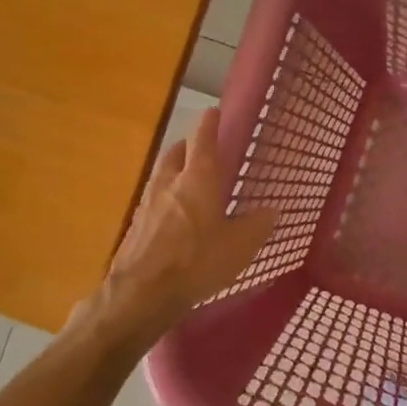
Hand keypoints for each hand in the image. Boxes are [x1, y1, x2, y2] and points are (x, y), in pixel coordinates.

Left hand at [87, 108, 276, 342]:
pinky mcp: (135, 227)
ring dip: (174, 171)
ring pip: (162, 176)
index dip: (209, 124)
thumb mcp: (239, 246)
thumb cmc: (197, 261)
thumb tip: (271, 210)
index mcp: (198, 179)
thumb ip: (256, 225)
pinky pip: (153, 201)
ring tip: (187, 180)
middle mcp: (169, 183)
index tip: (212, 112)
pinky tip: (173, 216)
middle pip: (176, 153)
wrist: (141, 293)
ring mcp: (147, 204)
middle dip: (188, 146)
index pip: (203, 141)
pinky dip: (165, 199)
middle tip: (200, 148)